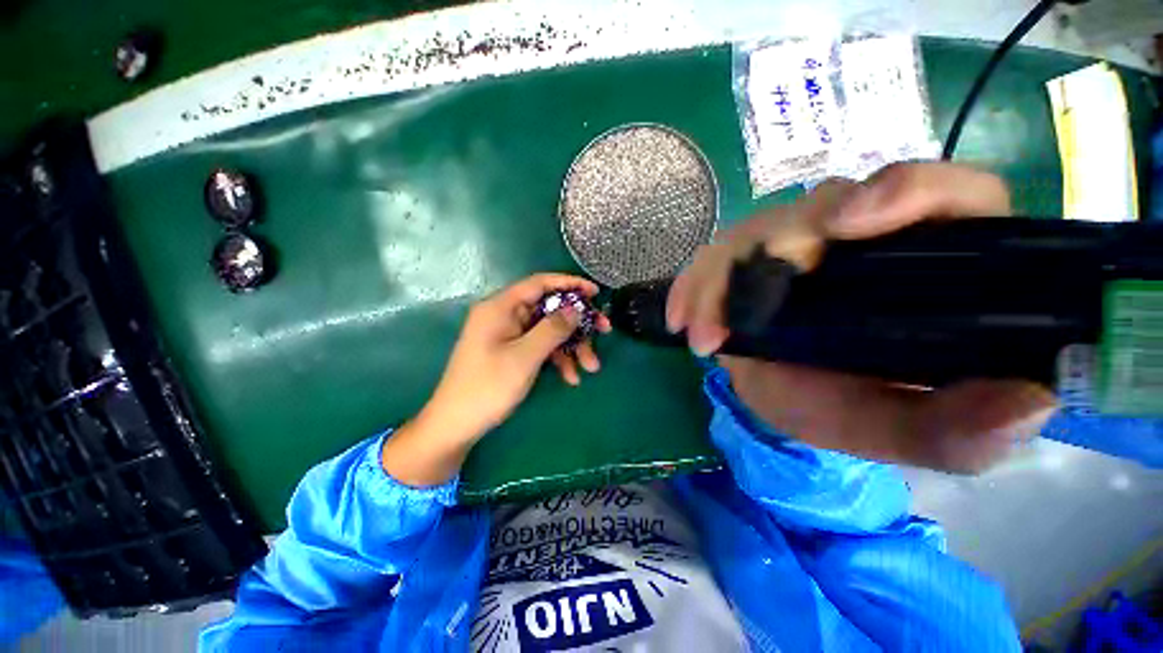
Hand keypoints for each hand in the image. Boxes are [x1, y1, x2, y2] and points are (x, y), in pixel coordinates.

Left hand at [382, 274, 609, 485]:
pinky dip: (557, 359)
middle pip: (549, 309)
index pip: (540, 283)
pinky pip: (540, 347)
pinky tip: (571, 377)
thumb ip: (552, 329)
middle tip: (605, 332)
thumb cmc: (488, 387)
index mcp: (501, 307)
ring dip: (571, 346)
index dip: (570, 284)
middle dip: (577, 323)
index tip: (596, 293)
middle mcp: (505, 315)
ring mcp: (509, 334)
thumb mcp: (525, 357)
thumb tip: (576, 308)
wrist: (456, 425)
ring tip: (590, 367)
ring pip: (549, 330)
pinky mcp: (512, 351)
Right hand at [666, 162, 1057, 472]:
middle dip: (774, 246)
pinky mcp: (748, 254)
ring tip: (700, 332)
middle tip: (736, 313)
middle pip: (827, 204)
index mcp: (927, 265)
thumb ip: (953, 432)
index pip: (947, 196)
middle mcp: (862, 238)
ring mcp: (797, 241)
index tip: (848, 225)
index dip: (906, 192)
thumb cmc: (839, 406)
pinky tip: (681, 317)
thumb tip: (1029, 404)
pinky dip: (693, 284)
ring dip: (720, 278)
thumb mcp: (892, 429)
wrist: (777, 393)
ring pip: (758, 229)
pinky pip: (714, 255)